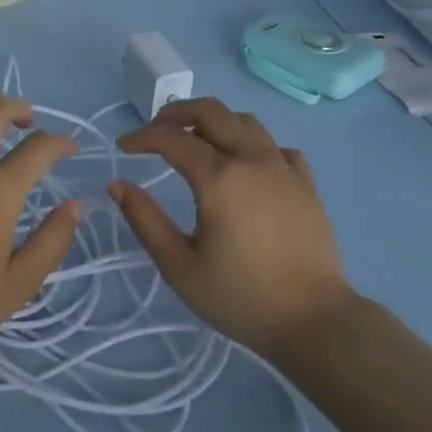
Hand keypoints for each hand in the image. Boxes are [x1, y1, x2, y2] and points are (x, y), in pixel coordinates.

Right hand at [112, 98, 354, 356]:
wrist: (314, 320)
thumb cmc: (240, 297)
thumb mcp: (180, 266)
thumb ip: (146, 221)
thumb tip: (117, 184)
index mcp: (219, 177)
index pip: (172, 138)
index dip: (142, 137)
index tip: (122, 147)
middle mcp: (252, 159)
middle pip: (212, 111)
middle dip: (177, 112)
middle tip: (156, 129)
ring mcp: (284, 168)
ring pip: (246, 121)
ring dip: (215, 121)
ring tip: (196, 140)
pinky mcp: (307, 184)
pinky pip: (276, 147)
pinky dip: (253, 144)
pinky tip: (246, 166)